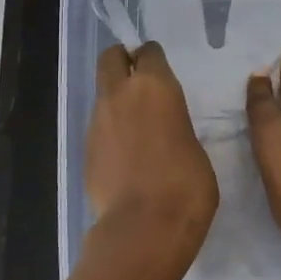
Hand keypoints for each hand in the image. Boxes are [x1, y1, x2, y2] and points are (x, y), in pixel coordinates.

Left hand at [86, 42, 217, 257]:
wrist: (144, 226)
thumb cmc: (186, 185)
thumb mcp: (195, 146)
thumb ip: (176, 125)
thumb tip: (165, 129)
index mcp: (155, 86)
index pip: (148, 52)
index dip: (153, 58)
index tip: (160, 71)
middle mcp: (121, 94)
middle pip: (111, 58)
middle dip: (123, 61)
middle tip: (138, 79)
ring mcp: (97, 120)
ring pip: (102, 92)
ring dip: (116, 98)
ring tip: (135, 124)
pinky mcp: (85, 148)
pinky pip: (98, 125)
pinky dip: (110, 129)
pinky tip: (125, 154)